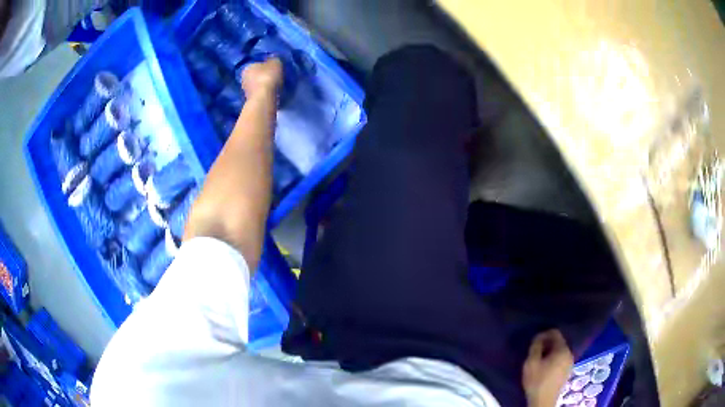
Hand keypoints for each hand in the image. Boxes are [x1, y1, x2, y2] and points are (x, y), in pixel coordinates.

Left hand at [241, 58, 282, 98]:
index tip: (274, 69)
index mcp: (247, 67)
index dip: (266, 65)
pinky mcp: (250, 100)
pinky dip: (264, 93)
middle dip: (263, 76)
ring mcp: (245, 90)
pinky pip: (259, 93)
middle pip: (256, 75)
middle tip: (275, 77)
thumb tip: (273, 58)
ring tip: (274, 86)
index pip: (257, 64)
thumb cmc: (268, 77)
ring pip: (257, 85)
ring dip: (264, 85)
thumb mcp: (275, 63)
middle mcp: (243, 78)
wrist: (263, 99)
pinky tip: (271, 93)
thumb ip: (274, 59)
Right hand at [522, 329, 573, 406]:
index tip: (535, 341)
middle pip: (559, 342)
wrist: (543, 401)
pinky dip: (554, 359)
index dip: (544, 334)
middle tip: (536, 351)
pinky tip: (546, 367)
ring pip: (560, 351)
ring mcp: (570, 363)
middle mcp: (570, 353)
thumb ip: (535, 347)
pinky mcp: (568, 371)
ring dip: (550, 352)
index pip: (555, 333)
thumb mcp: (531, 363)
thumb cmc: (537, 381)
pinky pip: (562, 359)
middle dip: (547, 344)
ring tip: (540, 359)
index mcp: (562, 349)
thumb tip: (538, 337)